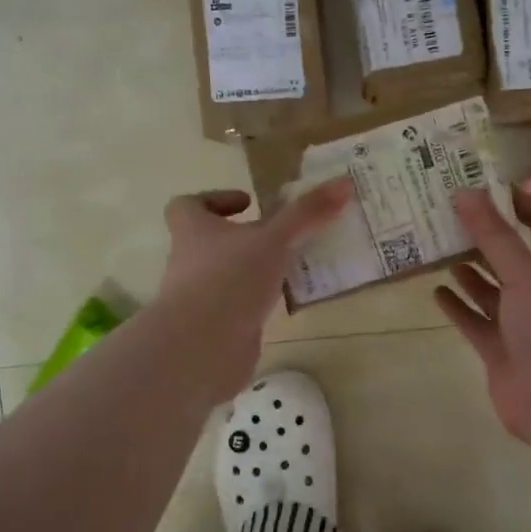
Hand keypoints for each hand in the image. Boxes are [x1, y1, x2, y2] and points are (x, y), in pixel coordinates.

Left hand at [151, 179, 351, 401]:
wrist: (201, 349)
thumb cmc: (229, 279)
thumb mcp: (274, 240)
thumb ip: (306, 213)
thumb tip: (344, 182)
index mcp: (193, 231)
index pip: (187, 205)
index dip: (214, 199)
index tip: (249, 203)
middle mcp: (189, 261)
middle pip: (210, 241)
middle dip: (244, 238)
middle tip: (282, 236)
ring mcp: (199, 297)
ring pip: (226, 275)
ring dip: (253, 271)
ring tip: (292, 268)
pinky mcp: (213, 327)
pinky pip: (236, 307)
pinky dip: (256, 303)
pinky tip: (284, 304)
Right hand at [436, 189, 530, 443]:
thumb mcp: (525, 273)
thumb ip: (494, 235)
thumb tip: (465, 192)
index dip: (517, 200)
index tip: (480, 184)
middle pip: (511, 251)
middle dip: (482, 233)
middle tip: (444, 212)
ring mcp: (521, 321)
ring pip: (491, 287)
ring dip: (468, 269)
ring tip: (435, 247)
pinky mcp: (501, 348)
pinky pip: (476, 320)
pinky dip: (458, 306)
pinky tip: (435, 292)